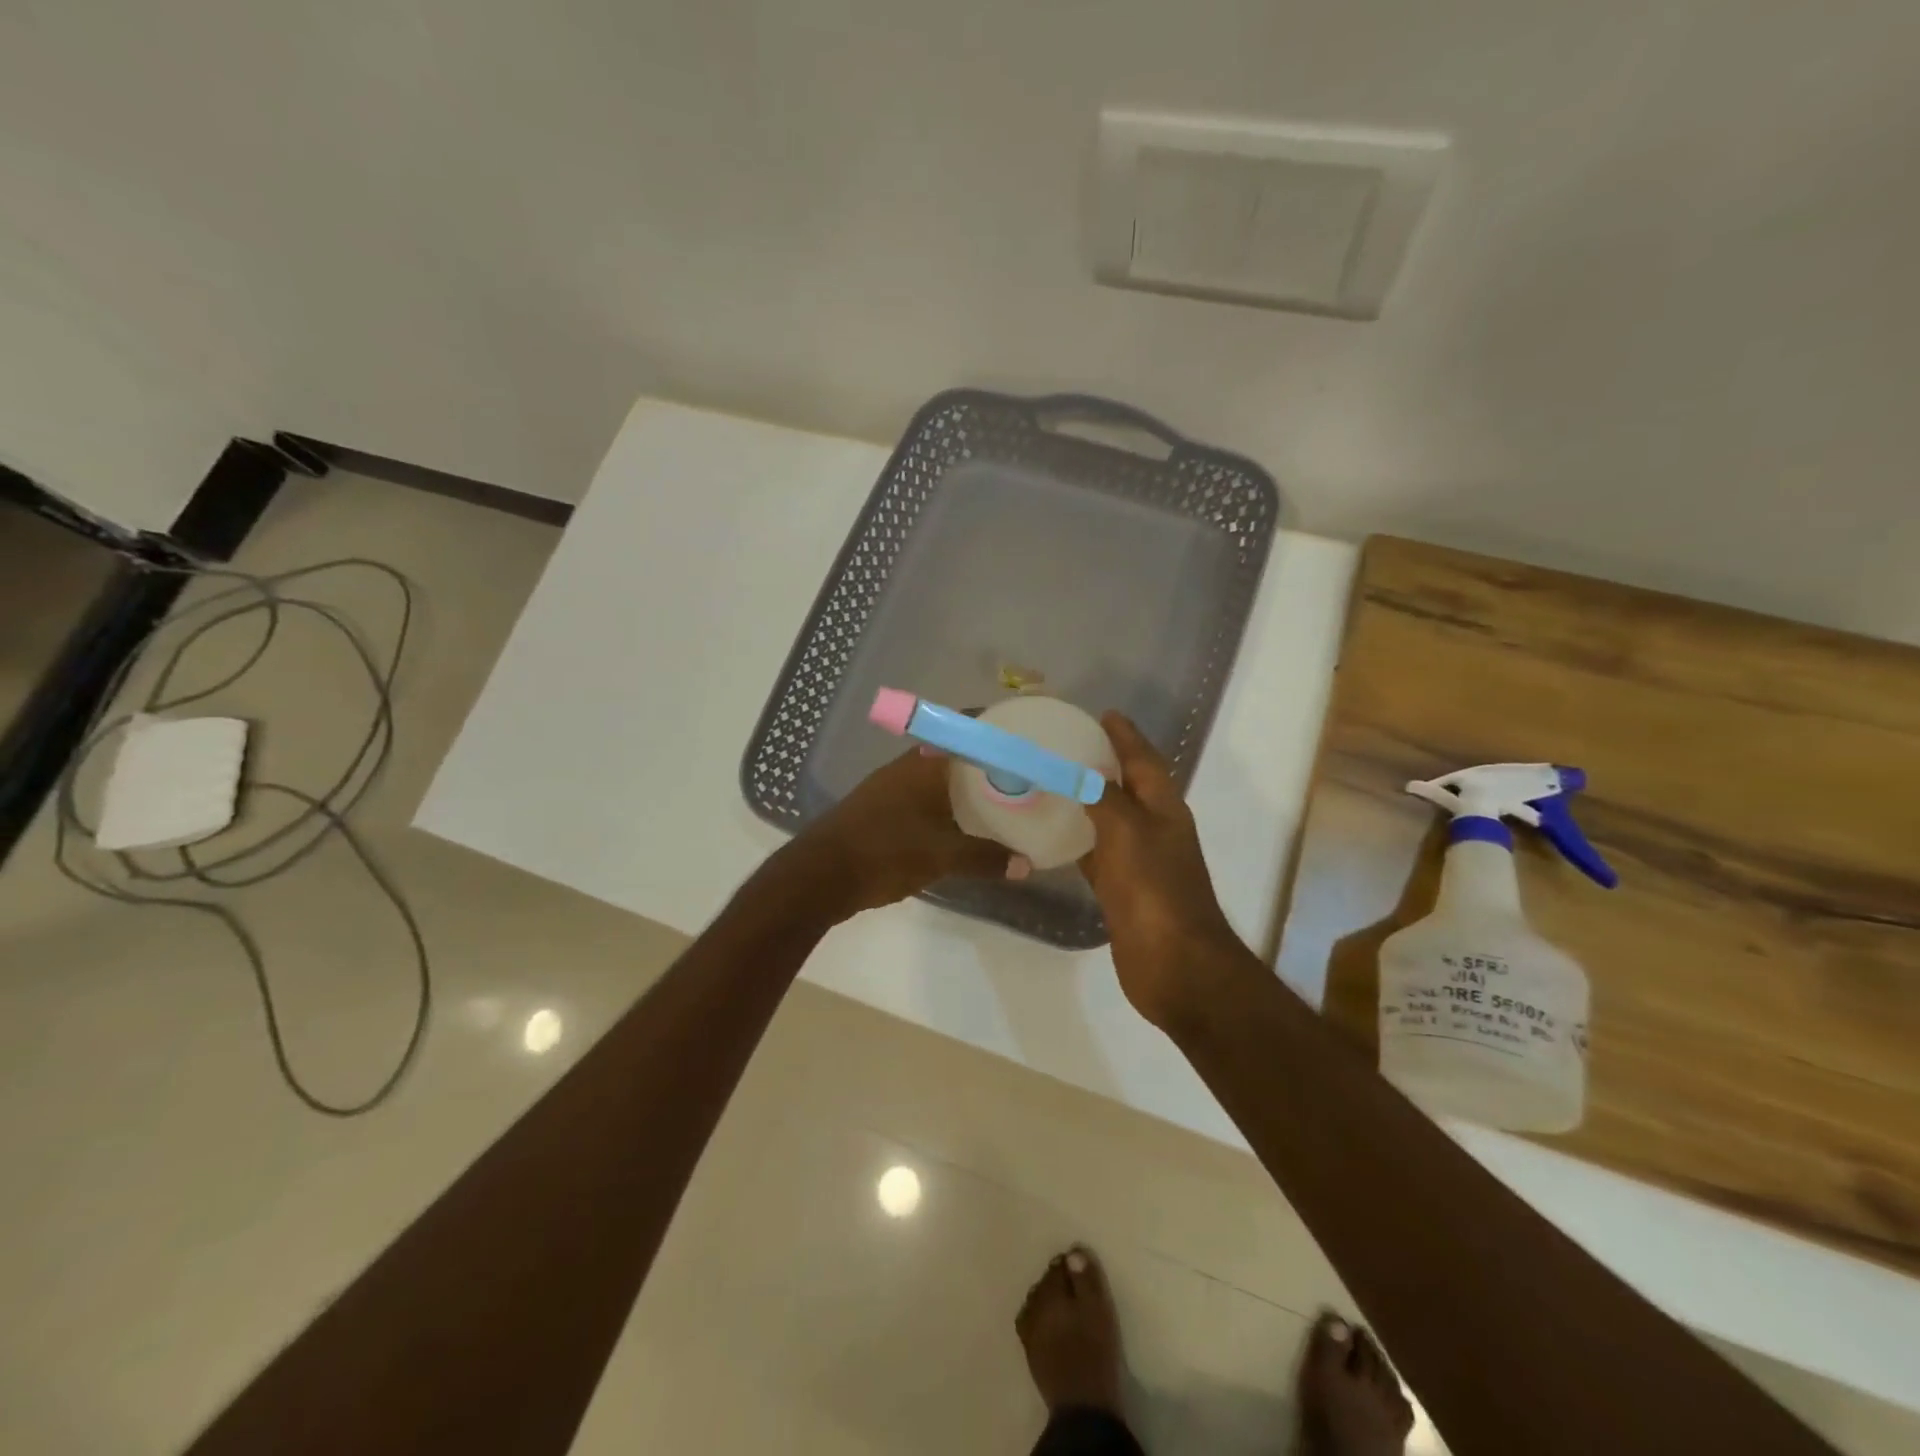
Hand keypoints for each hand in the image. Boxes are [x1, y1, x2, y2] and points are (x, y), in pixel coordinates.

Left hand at [795, 748, 1015, 917]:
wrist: (820, 874)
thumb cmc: (885, 852)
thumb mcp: (942, 856)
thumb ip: (985, 858)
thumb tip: (1025, 865)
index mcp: (926, 763)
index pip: (966, 730)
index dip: (995, 731)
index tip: (1025, 739)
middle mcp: (908, 766)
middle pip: (953, 754)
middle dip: (984, 763)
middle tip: (1020, 775)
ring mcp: (890, 787)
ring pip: (936, 777)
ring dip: (962, 786)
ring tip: (997, 799)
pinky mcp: (879, 809)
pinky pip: (922, 797)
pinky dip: (943, 804)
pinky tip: (958, 824)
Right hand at [1081, 712, 1250, 1030]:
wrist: (1174, 964)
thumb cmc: (1154, 889)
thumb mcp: (1128, 831)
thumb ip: (1105, 797)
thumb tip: (1082, 773)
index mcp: (1164, 809)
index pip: (1144, 760)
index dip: (1125, 736)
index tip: (1103, 714)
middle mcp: (1154, 829)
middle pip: (1128, 786)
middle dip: (1104, 763)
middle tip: (1067, 744)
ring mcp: (1139, 862)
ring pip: (1109, 820)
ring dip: (1087, 801)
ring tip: (1052, 782)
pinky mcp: (1122, 890)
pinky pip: (1096, 854)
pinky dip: (1077, 841)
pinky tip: (1052, 836)